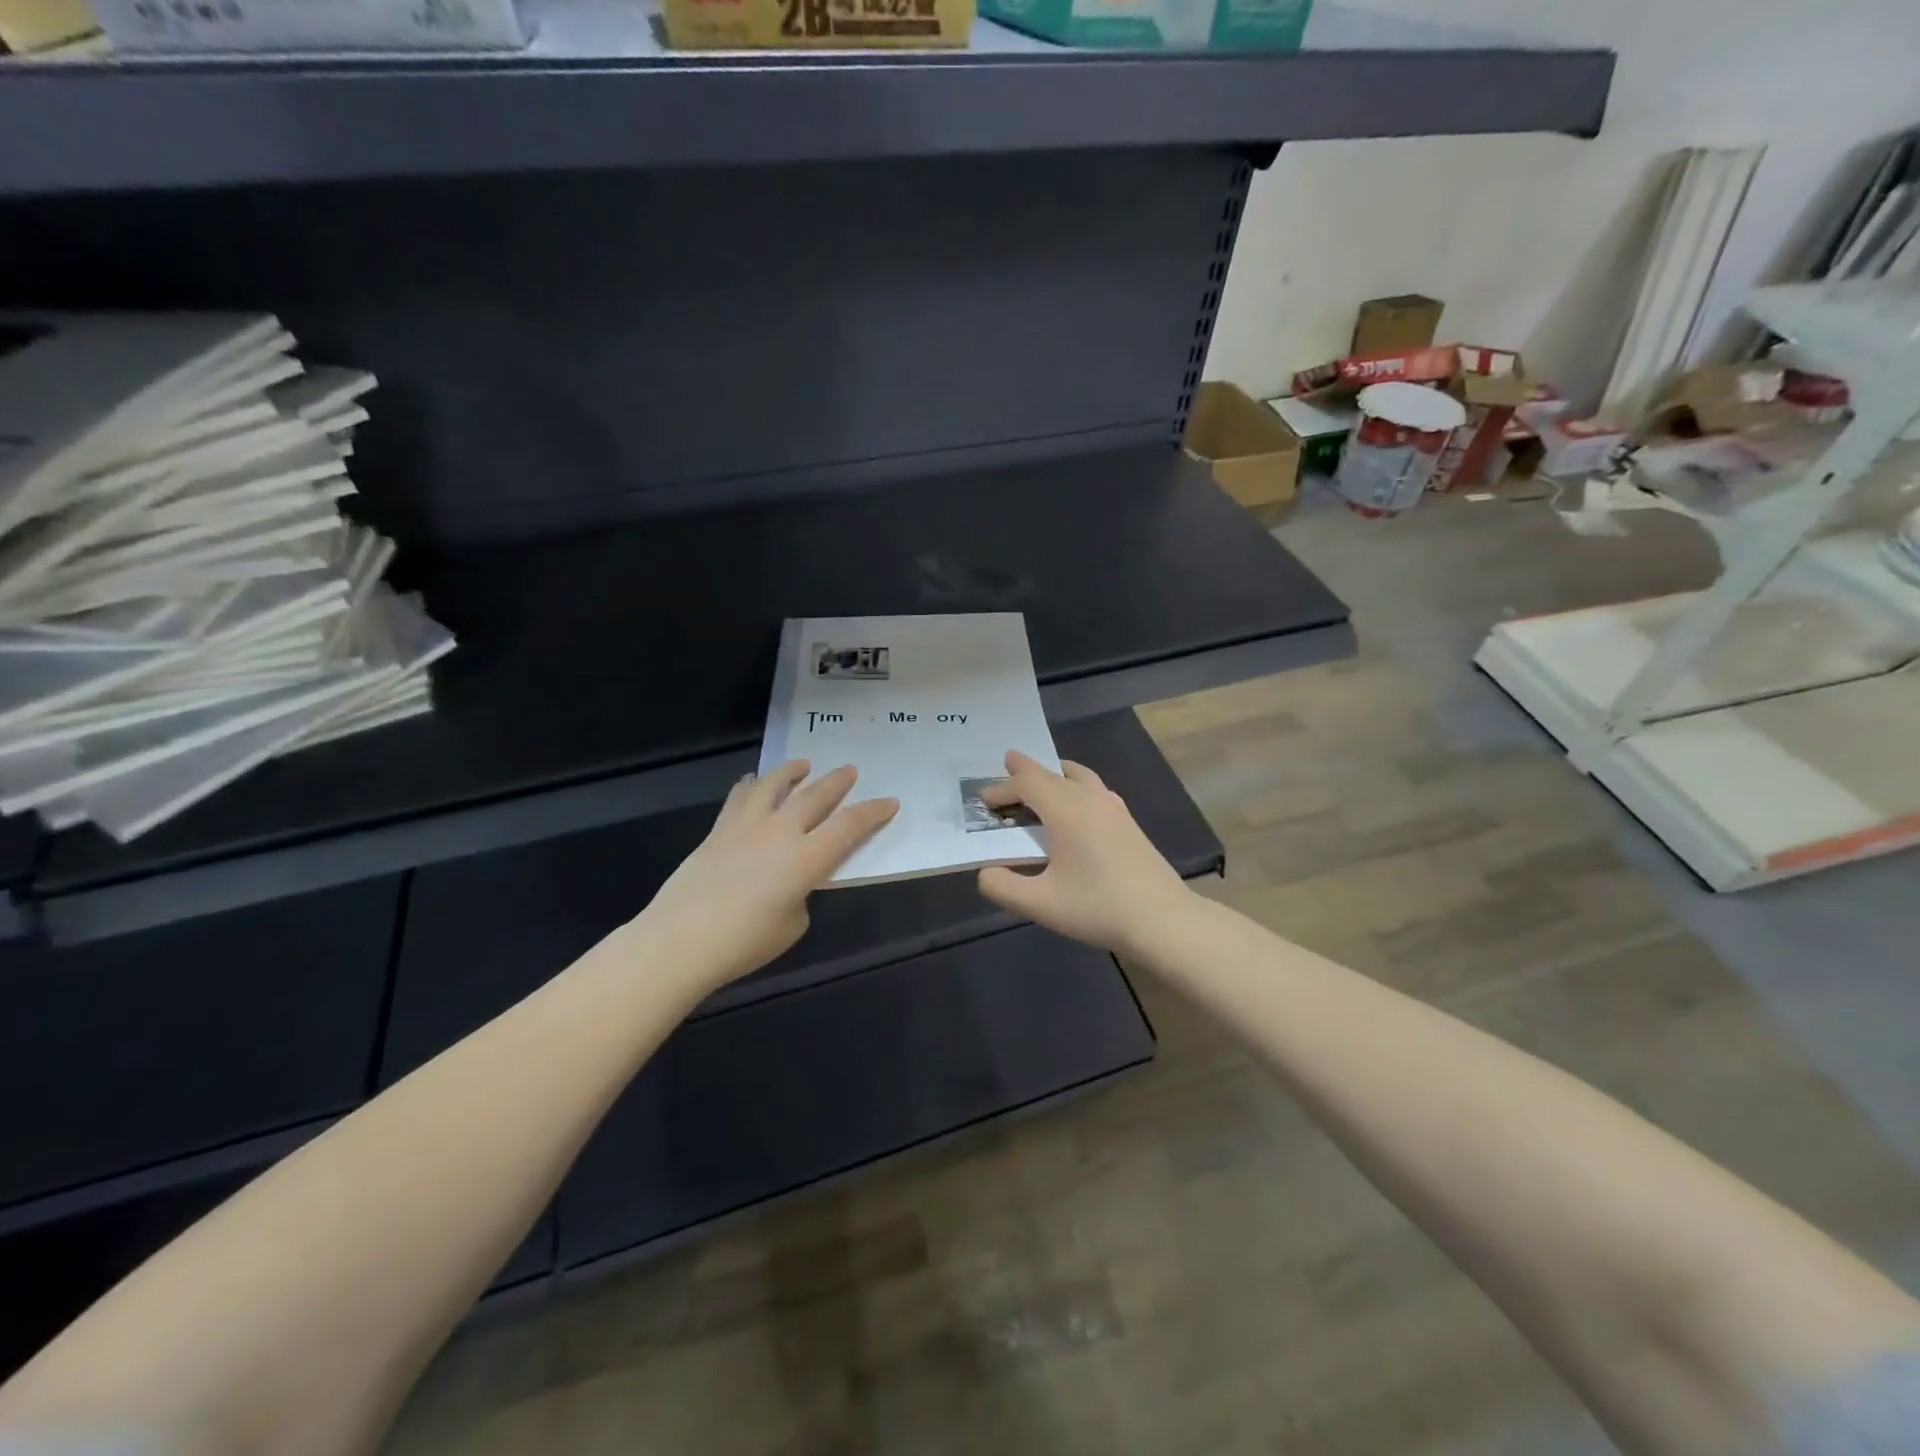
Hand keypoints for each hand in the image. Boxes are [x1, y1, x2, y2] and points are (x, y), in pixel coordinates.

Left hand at [634, 762, 897, 992]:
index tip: (890, 802)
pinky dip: (752, 786)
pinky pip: (740, 798)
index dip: (873, 812)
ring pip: (774, 786)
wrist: (680, 941)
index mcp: (807, 858)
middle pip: (815, 796)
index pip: (850, 826)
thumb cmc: (745, 942)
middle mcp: (781, 832)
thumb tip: (792, 881)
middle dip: (837, 782)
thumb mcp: (792, 924)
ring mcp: (746, 827)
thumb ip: (801, 894)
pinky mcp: (718, 831)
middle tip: (850, 770)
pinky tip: (753, 782)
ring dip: (792, 772)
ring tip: (803, 764)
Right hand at [977, 751, 1191, 955]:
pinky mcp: (1128, 822)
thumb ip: (1003, 886)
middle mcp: (1090, 799)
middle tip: (1006, 773)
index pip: (1027, 783)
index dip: (1003, 788)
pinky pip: (1093, 789)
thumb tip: (986, 872)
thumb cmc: (1098, 908)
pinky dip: (1074, 786)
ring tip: (1041, 782)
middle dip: (1025, 776)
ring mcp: (1114, 808)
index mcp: (1066, 810)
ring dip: (1054, 774)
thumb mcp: (1040, 904)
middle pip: (1052, 774)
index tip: (984, 799)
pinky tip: (1075, 809)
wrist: (1163, 920)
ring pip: (1078, 776)